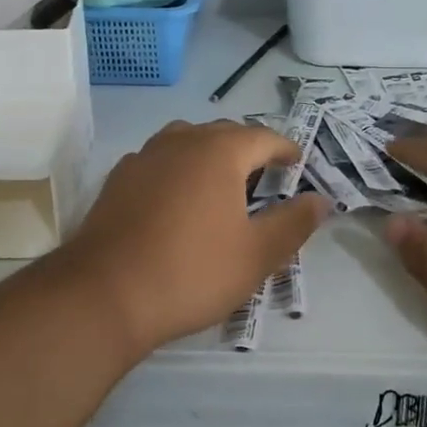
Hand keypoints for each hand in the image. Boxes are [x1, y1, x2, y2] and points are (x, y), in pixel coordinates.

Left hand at [62, 121, 328, 355]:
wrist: (106, 294)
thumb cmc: (192, 271)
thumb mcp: (256, 254)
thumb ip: (294, 223)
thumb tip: (321, 200)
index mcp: (219, 151)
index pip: (263, 137)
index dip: (285, 149)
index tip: (298, 163)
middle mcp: (181, 141)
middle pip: (224, 133)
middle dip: (248, 149)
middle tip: (265, 176)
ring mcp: (144, 157)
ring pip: (186, 141)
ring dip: (209, 155)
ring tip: (221, 184)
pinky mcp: (117, 179)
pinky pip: (158, 161)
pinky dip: (178, 169)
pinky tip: (177, 199)